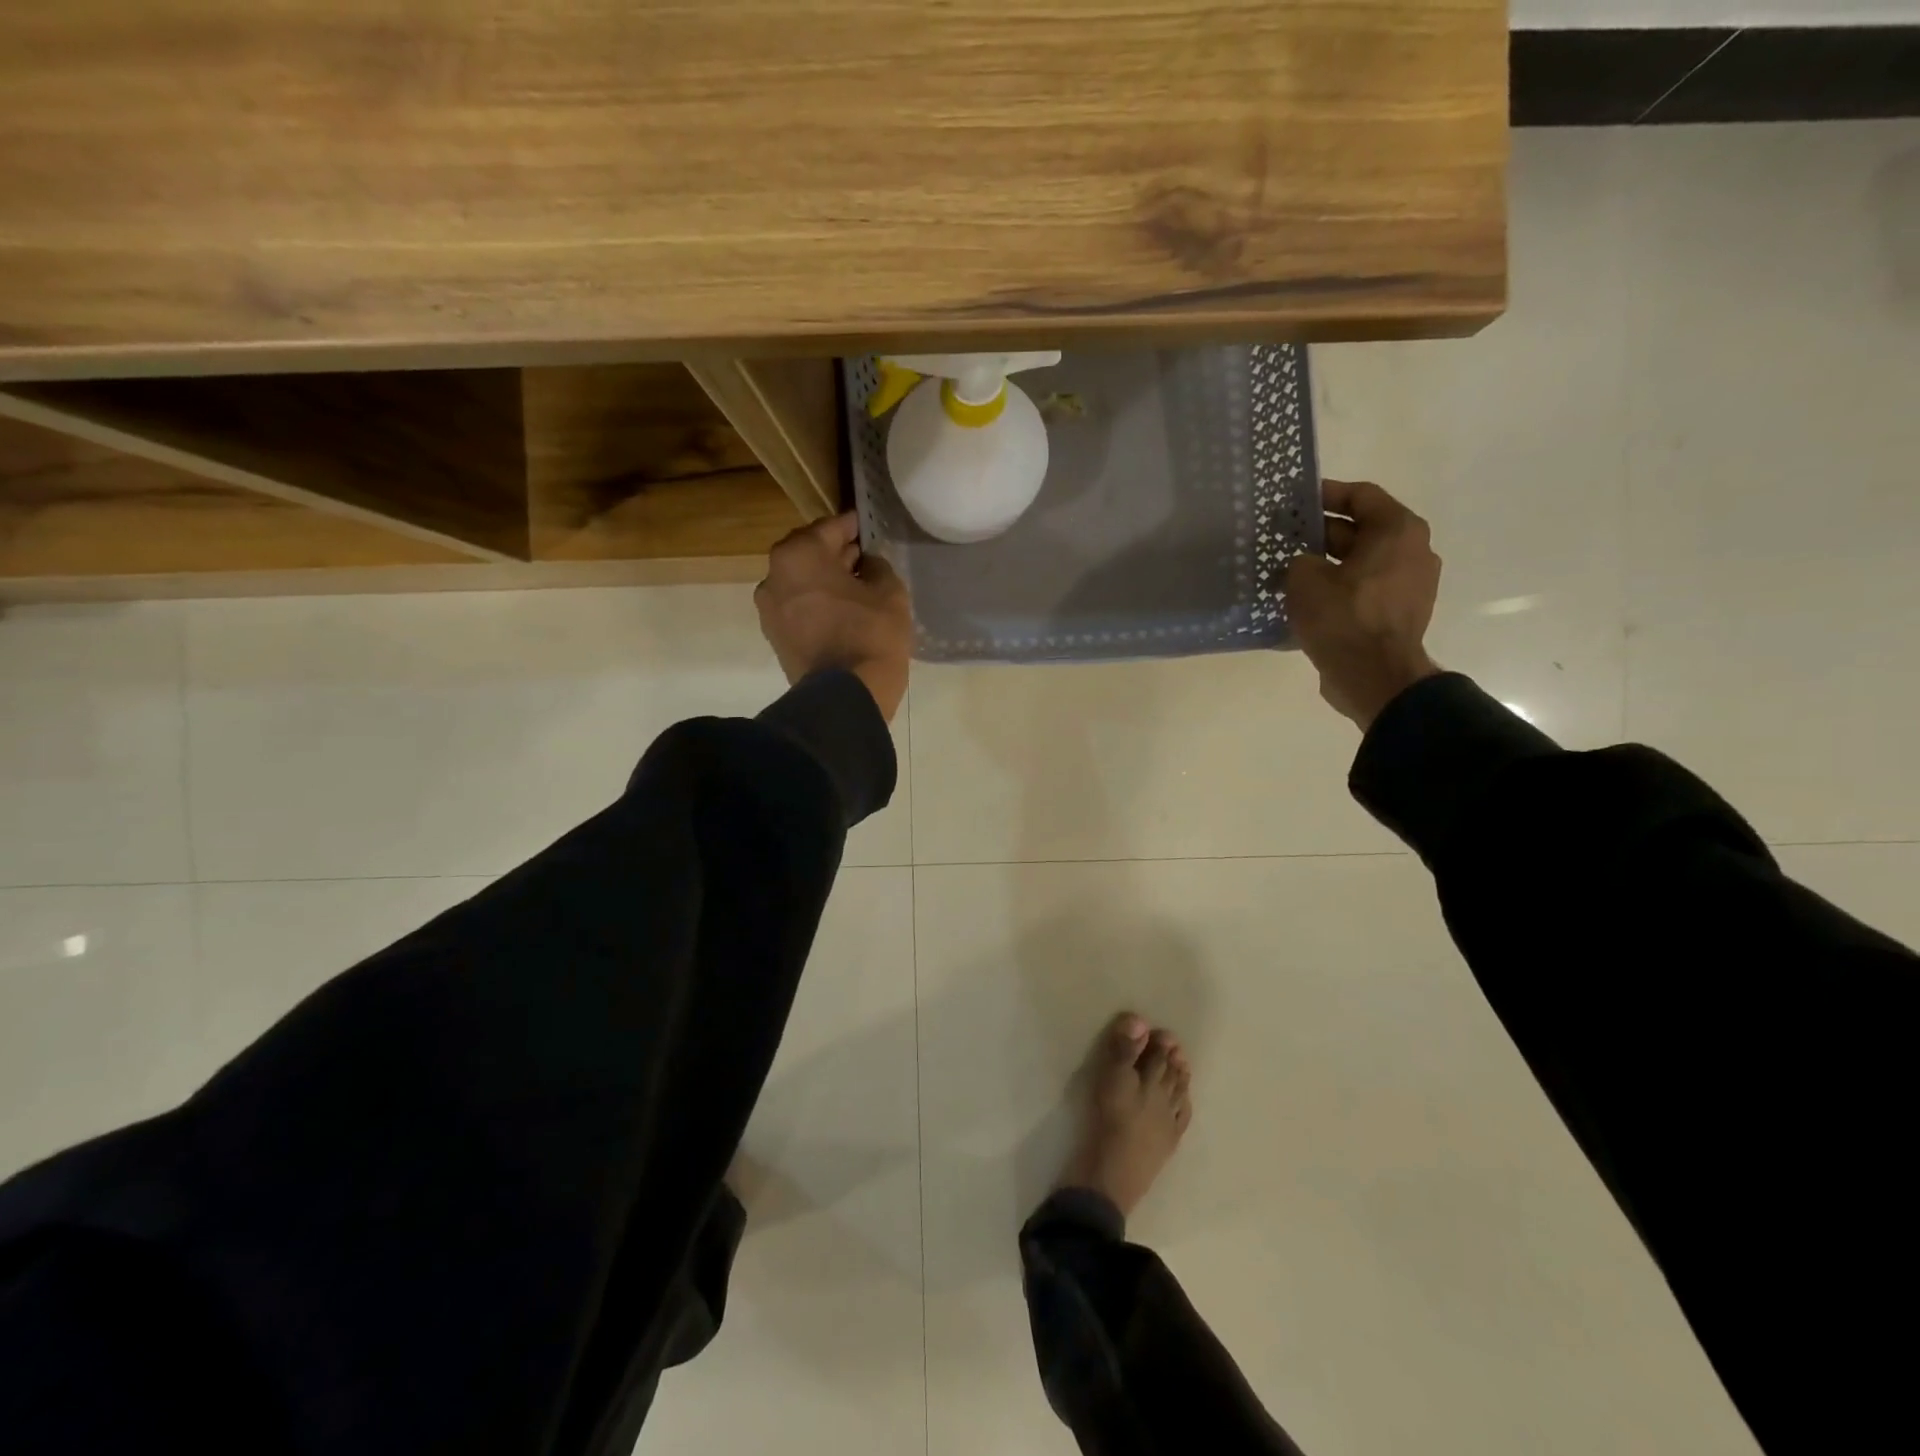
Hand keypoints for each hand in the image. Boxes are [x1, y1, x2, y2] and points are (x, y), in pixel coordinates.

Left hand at [755, 512, 912, 722]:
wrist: (844, 695)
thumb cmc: (870, 633)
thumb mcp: (889, 591)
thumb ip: (877, 567)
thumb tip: (866, 565)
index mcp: (798, 554)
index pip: (829, 528)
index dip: (852, 526)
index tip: (866, 525)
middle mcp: (774, 576)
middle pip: (809, 554)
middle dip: (835, 554)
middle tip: (863, 557)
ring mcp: (769, 610)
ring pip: (801, 583)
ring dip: (824, 580)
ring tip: (855, 588)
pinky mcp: (775, 638)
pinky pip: (799, 608)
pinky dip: (816, 604)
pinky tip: (842, 612)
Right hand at [1286, 479, 1442, 729]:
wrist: (1374, 677)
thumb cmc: (1343, 618)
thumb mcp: (1305, 579)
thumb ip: (1300, 559)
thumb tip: (1305, 563)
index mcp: (1398, 531)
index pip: (1361, 497)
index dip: (1326, 494)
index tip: (1295, 500)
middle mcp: (1413, 551)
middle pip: (1363, 530)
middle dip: (1322, 532)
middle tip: (1285, 537)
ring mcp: (1411, 584)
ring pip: (1362, 562)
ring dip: (1329, 563)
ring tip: (1291, 570)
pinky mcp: (1400, 613)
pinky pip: (1365, 589)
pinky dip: (1340, 587)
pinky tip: (1309, 598)